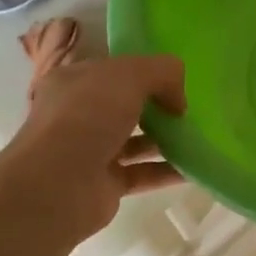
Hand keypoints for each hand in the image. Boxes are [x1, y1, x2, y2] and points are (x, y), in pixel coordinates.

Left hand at [0, 52, 187, 246]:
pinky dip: (167, 171)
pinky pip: (142, 173)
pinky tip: (194, 168)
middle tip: (187, 111)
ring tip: (197, 138)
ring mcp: (89, 151)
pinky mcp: (104, 184)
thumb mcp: (131, 75)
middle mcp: (77, 115)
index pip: (113, 71)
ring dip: (166, 140)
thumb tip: (178, 100)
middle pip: (125, 106)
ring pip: (135, 141)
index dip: (145, 72)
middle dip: (157, 107)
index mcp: (74, 82)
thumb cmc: (88, 117)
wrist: (58, 185)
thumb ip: (163, 72)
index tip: (175, 82)